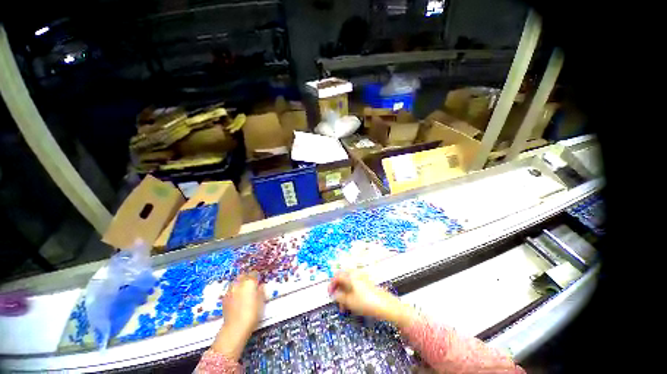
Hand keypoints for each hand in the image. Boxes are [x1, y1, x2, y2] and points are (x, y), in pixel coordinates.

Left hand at [212, 273, 264, 359]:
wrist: (235, 327)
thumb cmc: (252, 313)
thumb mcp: (261, 301)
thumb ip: (261, 291)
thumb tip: (261, 286)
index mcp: (249, 282)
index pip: (253, 273)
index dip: (256, 276)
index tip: (258, 280)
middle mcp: (238, 284)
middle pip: (243, 275)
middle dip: (246, 277)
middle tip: (251, 283)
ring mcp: (230, 291)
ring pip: (235, 282)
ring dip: (239, 283)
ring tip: (243, 290)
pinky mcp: (224, 298)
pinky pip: (230, 290)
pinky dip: (234, 291)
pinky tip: (237, 297)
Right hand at [328, 270, 417, 328]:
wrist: (386, 306)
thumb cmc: (367, 302)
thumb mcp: (349, 302)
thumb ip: (339, 297)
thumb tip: (334, 294)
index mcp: (351, 275)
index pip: (337, 276)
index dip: (331, 285)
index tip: (329, 293)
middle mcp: (356, 274)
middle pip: (343, 279)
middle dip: (338, 289)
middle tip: (336, 300)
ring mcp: (362, 278)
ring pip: (349, 283)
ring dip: (344, 293)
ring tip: (344, 306)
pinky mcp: (367, 284)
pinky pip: (355, 286)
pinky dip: (351, 293)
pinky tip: (351, 303)